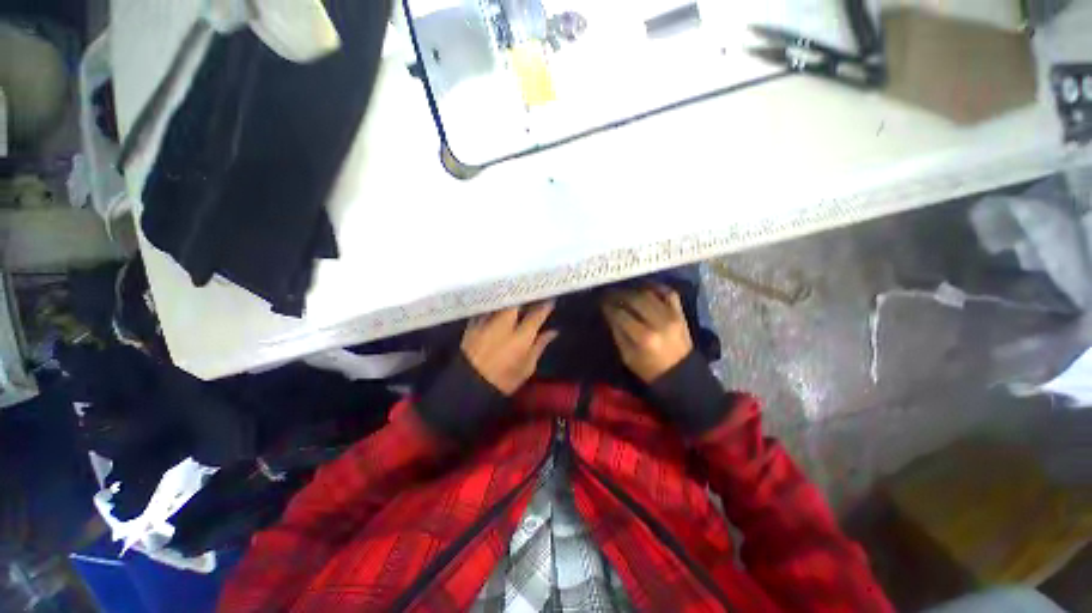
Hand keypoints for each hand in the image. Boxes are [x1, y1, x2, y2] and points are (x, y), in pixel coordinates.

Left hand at [461, 302, 558, 394]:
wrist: (469, 386)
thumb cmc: (504, 380)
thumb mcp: (527, 367)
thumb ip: (539, 346)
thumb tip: (552, 332)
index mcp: (521, 336)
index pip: (537, 315)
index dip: (545, 306)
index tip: (550, 301)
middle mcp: (504, 324)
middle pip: (517, 302)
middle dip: (525, 298)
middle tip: (531, 298)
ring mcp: (487, 322)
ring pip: (501, 303)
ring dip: (509, 301)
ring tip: (515, 301)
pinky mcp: (473, 324)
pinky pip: (487, 309)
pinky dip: (494, 307)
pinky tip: (497, 309)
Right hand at [603, 286, 692, 382]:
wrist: (681, 374)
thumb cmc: (649, 369)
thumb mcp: (627, 356)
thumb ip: (618, 332)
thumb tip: (609, 313)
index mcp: (644, 338)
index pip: (621, 314)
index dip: (608, 307)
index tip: (601, 303)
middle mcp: (658, 323)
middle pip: (634, 300)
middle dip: (619, 294)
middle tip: (609, 294)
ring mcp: (672, 316)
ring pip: (649, 294)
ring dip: (633, 290)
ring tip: (624, 292)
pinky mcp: (680, 314)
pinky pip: (669, 293)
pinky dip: (656, 287)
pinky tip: (644, 288)